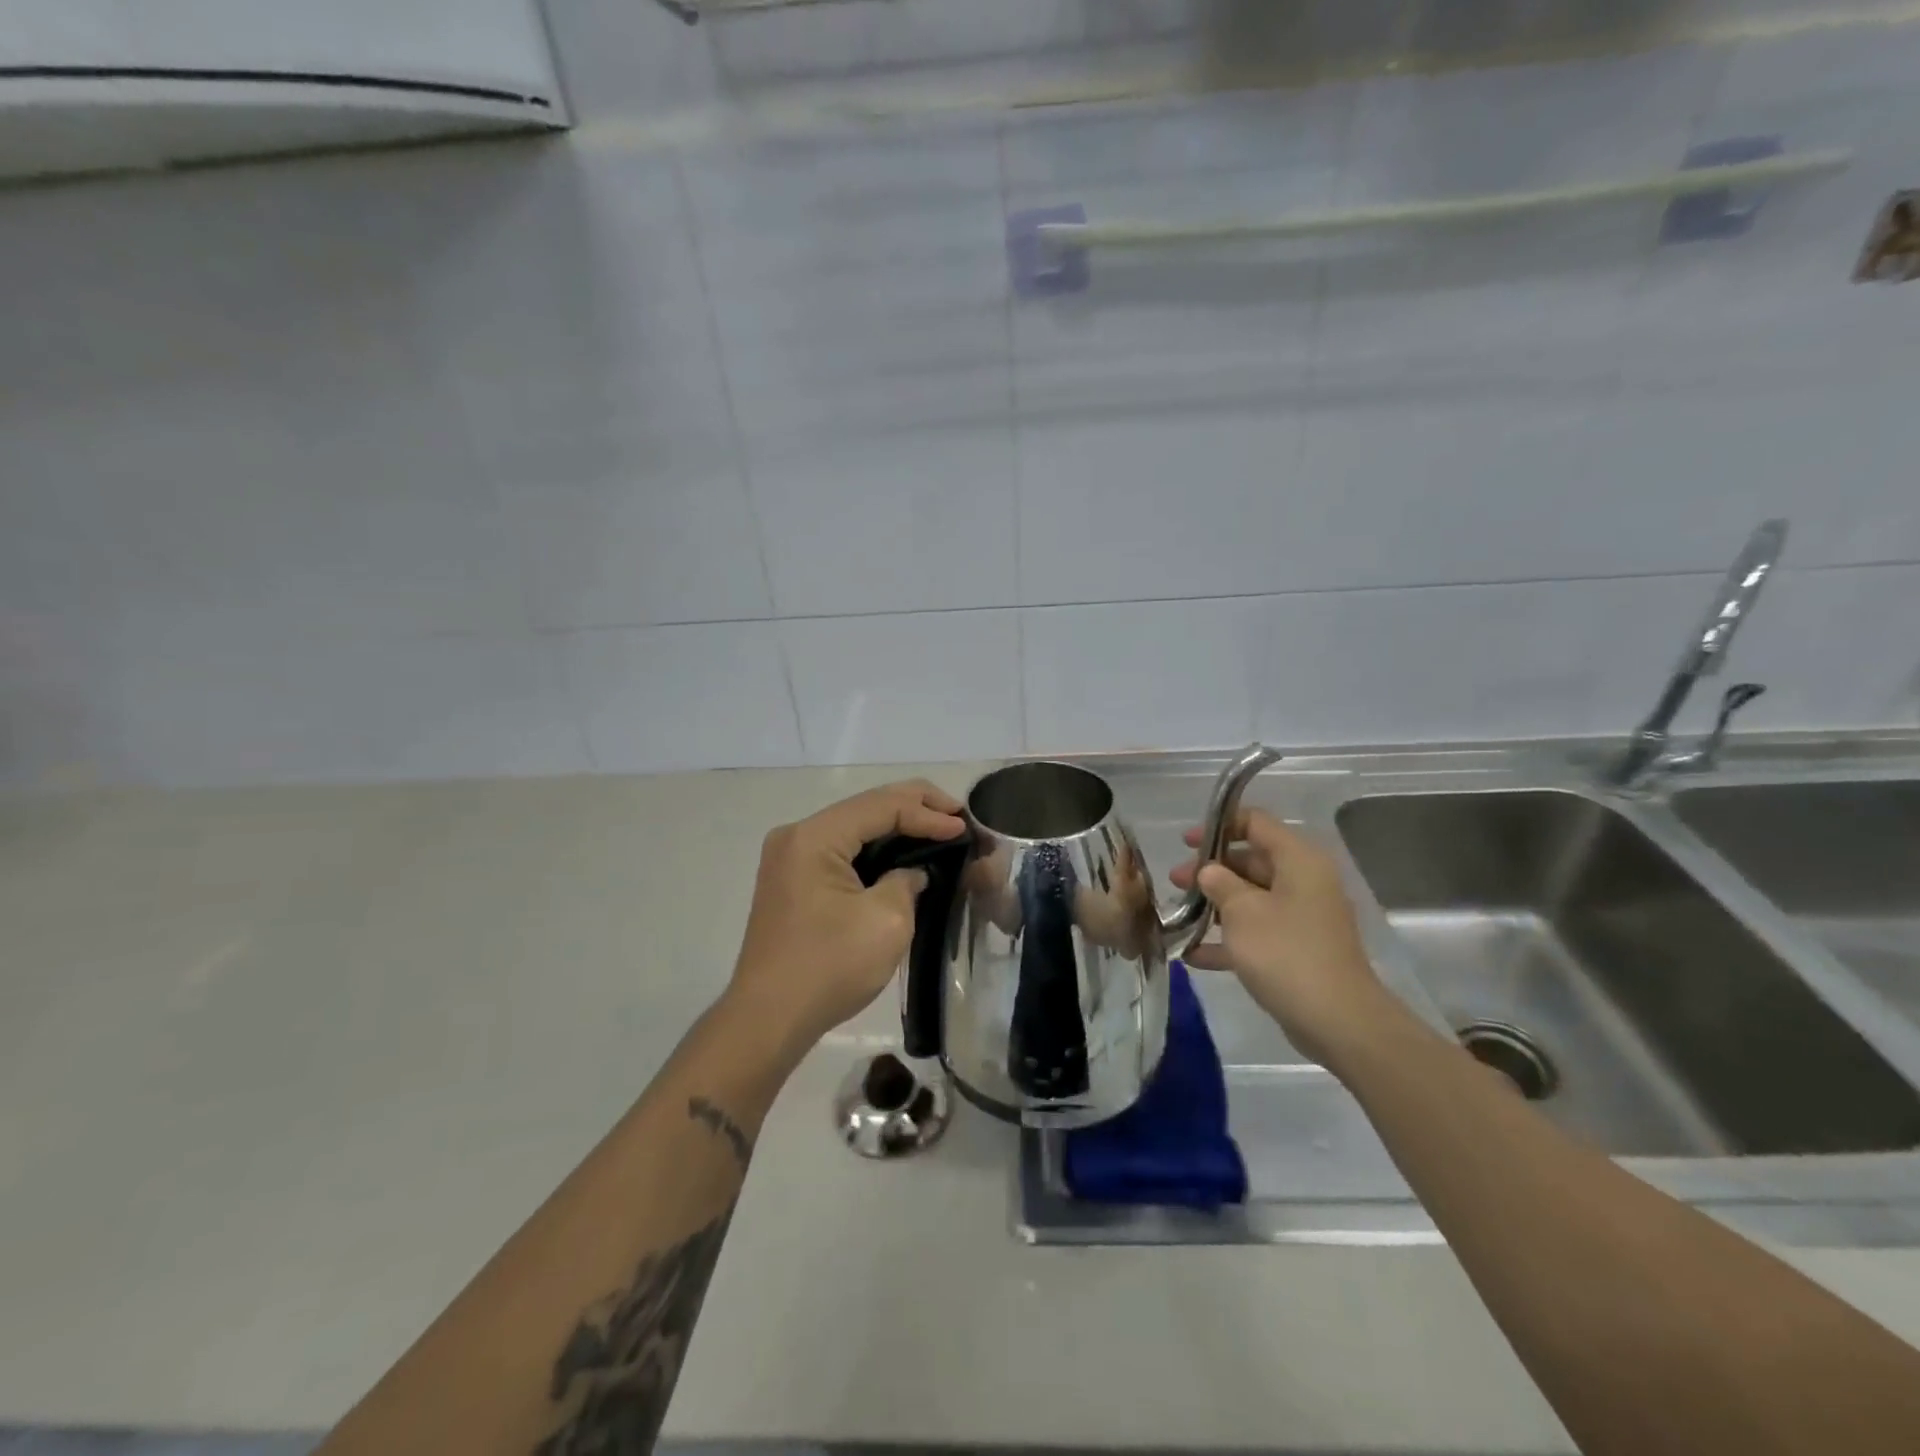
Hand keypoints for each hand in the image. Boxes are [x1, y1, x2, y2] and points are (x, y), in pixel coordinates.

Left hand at [727, 780, 966, 1056]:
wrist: (767, 1020)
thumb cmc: (828, 968)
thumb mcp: (886, 921)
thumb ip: (907, 881)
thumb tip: (912, 873)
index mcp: (815, 836)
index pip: (882, 806)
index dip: (928, 813)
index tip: (965, 828)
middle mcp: (798, 835)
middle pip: (866, 807)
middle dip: (916, 807)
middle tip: (959, 815)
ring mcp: (791, 858)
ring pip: (855, 826)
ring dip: (897, 826)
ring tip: (940, 827)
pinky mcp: (793, 880)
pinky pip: (842, 849)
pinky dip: (876, 848)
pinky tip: (904, 852)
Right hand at [1169, 809, 1389, 1066]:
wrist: (1338, 1021)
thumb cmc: (1286, 952)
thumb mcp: (1242, 911)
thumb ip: (1219, 883)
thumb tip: (1210, 871)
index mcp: (1298, 860)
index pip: (1256, 823)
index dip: (1218, 826)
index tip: (1186, 842)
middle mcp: (1304, 882)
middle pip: (1251, 861)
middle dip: (1210, 871)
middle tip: (1174, 882)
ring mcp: (1303, 918)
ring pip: (1252, 898)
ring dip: (1215, 905)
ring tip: (1178, 916)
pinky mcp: (1298, 950)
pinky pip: (1258, 932)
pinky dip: (1229, 939)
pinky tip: (1193, 954)